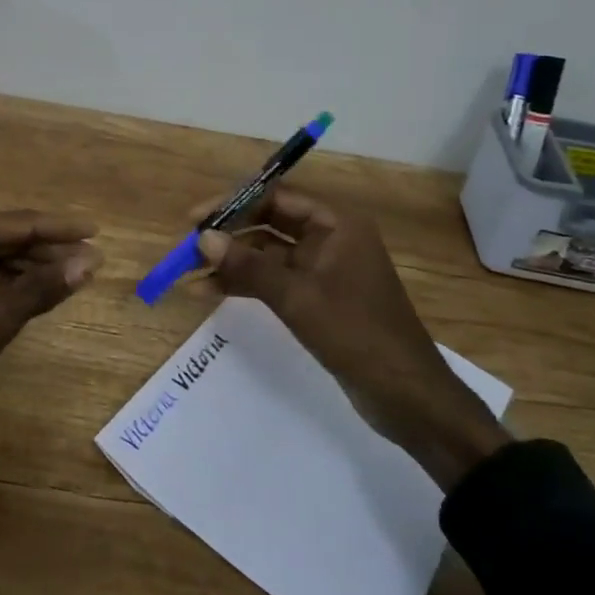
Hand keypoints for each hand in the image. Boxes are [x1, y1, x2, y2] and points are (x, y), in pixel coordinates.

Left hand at [0, 209, 101, 412]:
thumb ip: (45, 285)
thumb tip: (90, 262)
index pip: (21, 223)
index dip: (61, 229)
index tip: (97, 232)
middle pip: (9, 237)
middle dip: (50, 250)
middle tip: (91, 259)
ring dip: (33, 267)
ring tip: (73, 276)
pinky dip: (10, 282)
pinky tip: (37, 290)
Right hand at [195, 188, 509, 490]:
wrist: (407, 396)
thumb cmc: (356, 334)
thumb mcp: (298, 298)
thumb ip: (249, 266)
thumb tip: (203, 238)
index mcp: (336, 224)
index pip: (276, 197)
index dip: (233, 205)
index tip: (195, 219)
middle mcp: (330, 239)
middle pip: (269, 223)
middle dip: (228, 234)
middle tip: (187, 248)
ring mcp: (324, 270)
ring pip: (268, 254)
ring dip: (232, 262)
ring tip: (189, 274)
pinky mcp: (318, 298)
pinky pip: (275, 281)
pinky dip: (246, 284)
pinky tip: (211, 292)